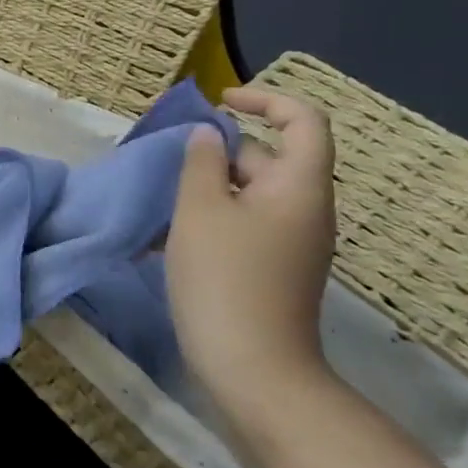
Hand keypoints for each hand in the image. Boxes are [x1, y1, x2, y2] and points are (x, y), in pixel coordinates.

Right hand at [167, 87, 337, 426]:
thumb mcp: (200, 210)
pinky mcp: (275, 269)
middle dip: (218, 153)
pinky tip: (170, 238)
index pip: (303, 121)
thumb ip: (200, 163)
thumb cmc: (226, 277)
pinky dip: (212, 219)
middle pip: (268, 159)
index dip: (265, 100)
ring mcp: (293, 243)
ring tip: (161, 202)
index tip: (220, 101)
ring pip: (249, 195)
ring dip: (207, 189)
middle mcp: (305, 210)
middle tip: (168, 163)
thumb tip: (208, 137)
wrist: (253, 367)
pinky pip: (245, 225)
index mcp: (300, 186)